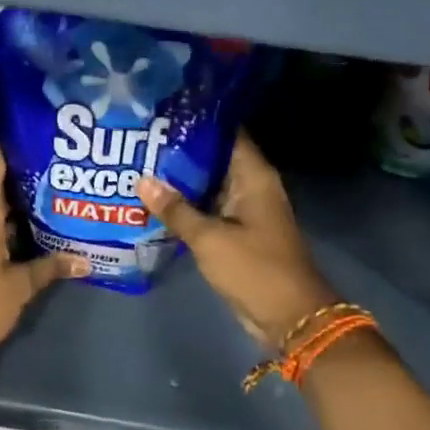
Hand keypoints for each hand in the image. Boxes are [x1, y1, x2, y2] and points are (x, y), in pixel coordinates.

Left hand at [0, 139, 87, 354]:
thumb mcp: (21, 286)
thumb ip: (51, 267)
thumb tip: (85, 261)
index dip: (8, 139)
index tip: (33, 129)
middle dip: (24, 173)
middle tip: (58, 167)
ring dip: (15, 200)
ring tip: (52, 195)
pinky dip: (4, 220)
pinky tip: (30, 227)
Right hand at [137, 134, 339, 349]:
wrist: (288, 316)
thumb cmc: (254, 268)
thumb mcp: (209, 238)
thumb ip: (176, 209)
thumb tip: (143, 181)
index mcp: (254, 177)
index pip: (226, 134)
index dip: (197, 122)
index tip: (163, 113)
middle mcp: (251, 187)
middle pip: (214, 158)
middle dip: (180, 151)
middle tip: (141, 139)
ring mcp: (245, 211)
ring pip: (208, 186)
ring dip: (181, 181)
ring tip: (140, 165)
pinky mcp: (238, 233)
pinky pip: (209, 210)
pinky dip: (187, 206)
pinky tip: (155, 203)